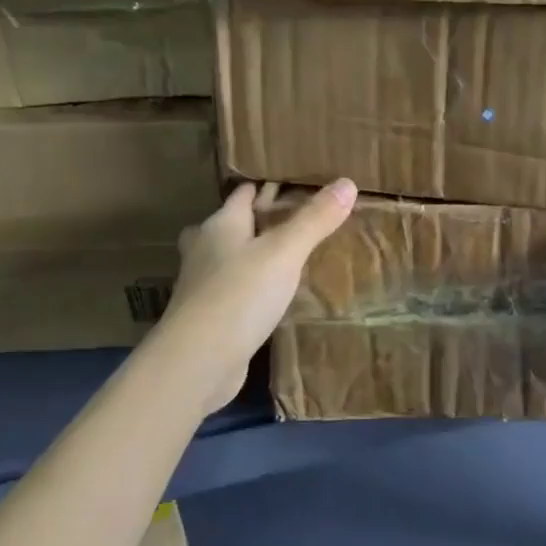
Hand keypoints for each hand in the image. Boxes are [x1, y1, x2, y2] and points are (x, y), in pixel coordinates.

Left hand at [150, 179, 356, 415]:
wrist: (197, 363)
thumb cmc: (239, 295)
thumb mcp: (285, 252)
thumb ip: (315, 219)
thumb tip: (347, 182)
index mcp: (220, 225)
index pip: (243, 193)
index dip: (267, 186)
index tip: (297, 182)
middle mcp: (206, 250)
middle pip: (233, 225)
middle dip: (259, 220)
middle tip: (295, 219)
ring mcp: (204, 286)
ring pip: (232, 258)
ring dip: (255, 255)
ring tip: (290, 254)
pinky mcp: (210, 317)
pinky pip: (236, 290)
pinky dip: (254, 286)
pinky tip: (276, 294)